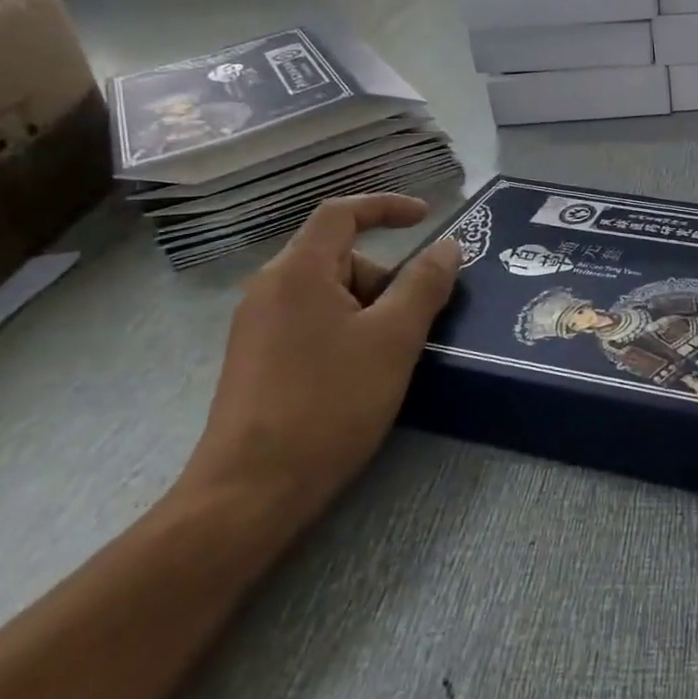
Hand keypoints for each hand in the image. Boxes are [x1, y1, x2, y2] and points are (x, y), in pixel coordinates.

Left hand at [178, 194, 458, 520]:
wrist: (250, 491)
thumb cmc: (329, 403)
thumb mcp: (394, 338)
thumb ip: (424, 284)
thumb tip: (447, 247)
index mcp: (298, 271)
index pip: (342, 213)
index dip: (387, 206)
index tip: (427, 217)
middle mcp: (270, 288)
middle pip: (339, 256)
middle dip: (386, 276)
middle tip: (417, 319)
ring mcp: (258, 326)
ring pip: (329, 293)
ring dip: (371, 308)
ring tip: (394, 354)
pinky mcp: (258, 360)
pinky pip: (313, 322)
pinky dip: (348, 330)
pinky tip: (364, 374)